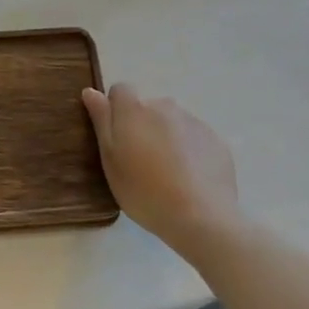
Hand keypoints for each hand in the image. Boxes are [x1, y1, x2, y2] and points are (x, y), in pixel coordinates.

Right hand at [82, 83, 240, 257]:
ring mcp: (194, 122)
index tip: (116, 138)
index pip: (120, 90)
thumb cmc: (144, 190)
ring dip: (166, 137)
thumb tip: (91, 91)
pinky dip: (189, 151)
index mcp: (134, 109)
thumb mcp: (110, 159)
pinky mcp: (216, 141)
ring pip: (172, 123)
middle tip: (140, 162)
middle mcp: (165, 106)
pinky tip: (189, 179)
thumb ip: (101, 120)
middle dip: (142, 126)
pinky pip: (195, 139)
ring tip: (167, 173)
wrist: (201, 217)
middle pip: (148, 108)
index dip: (115, 111)